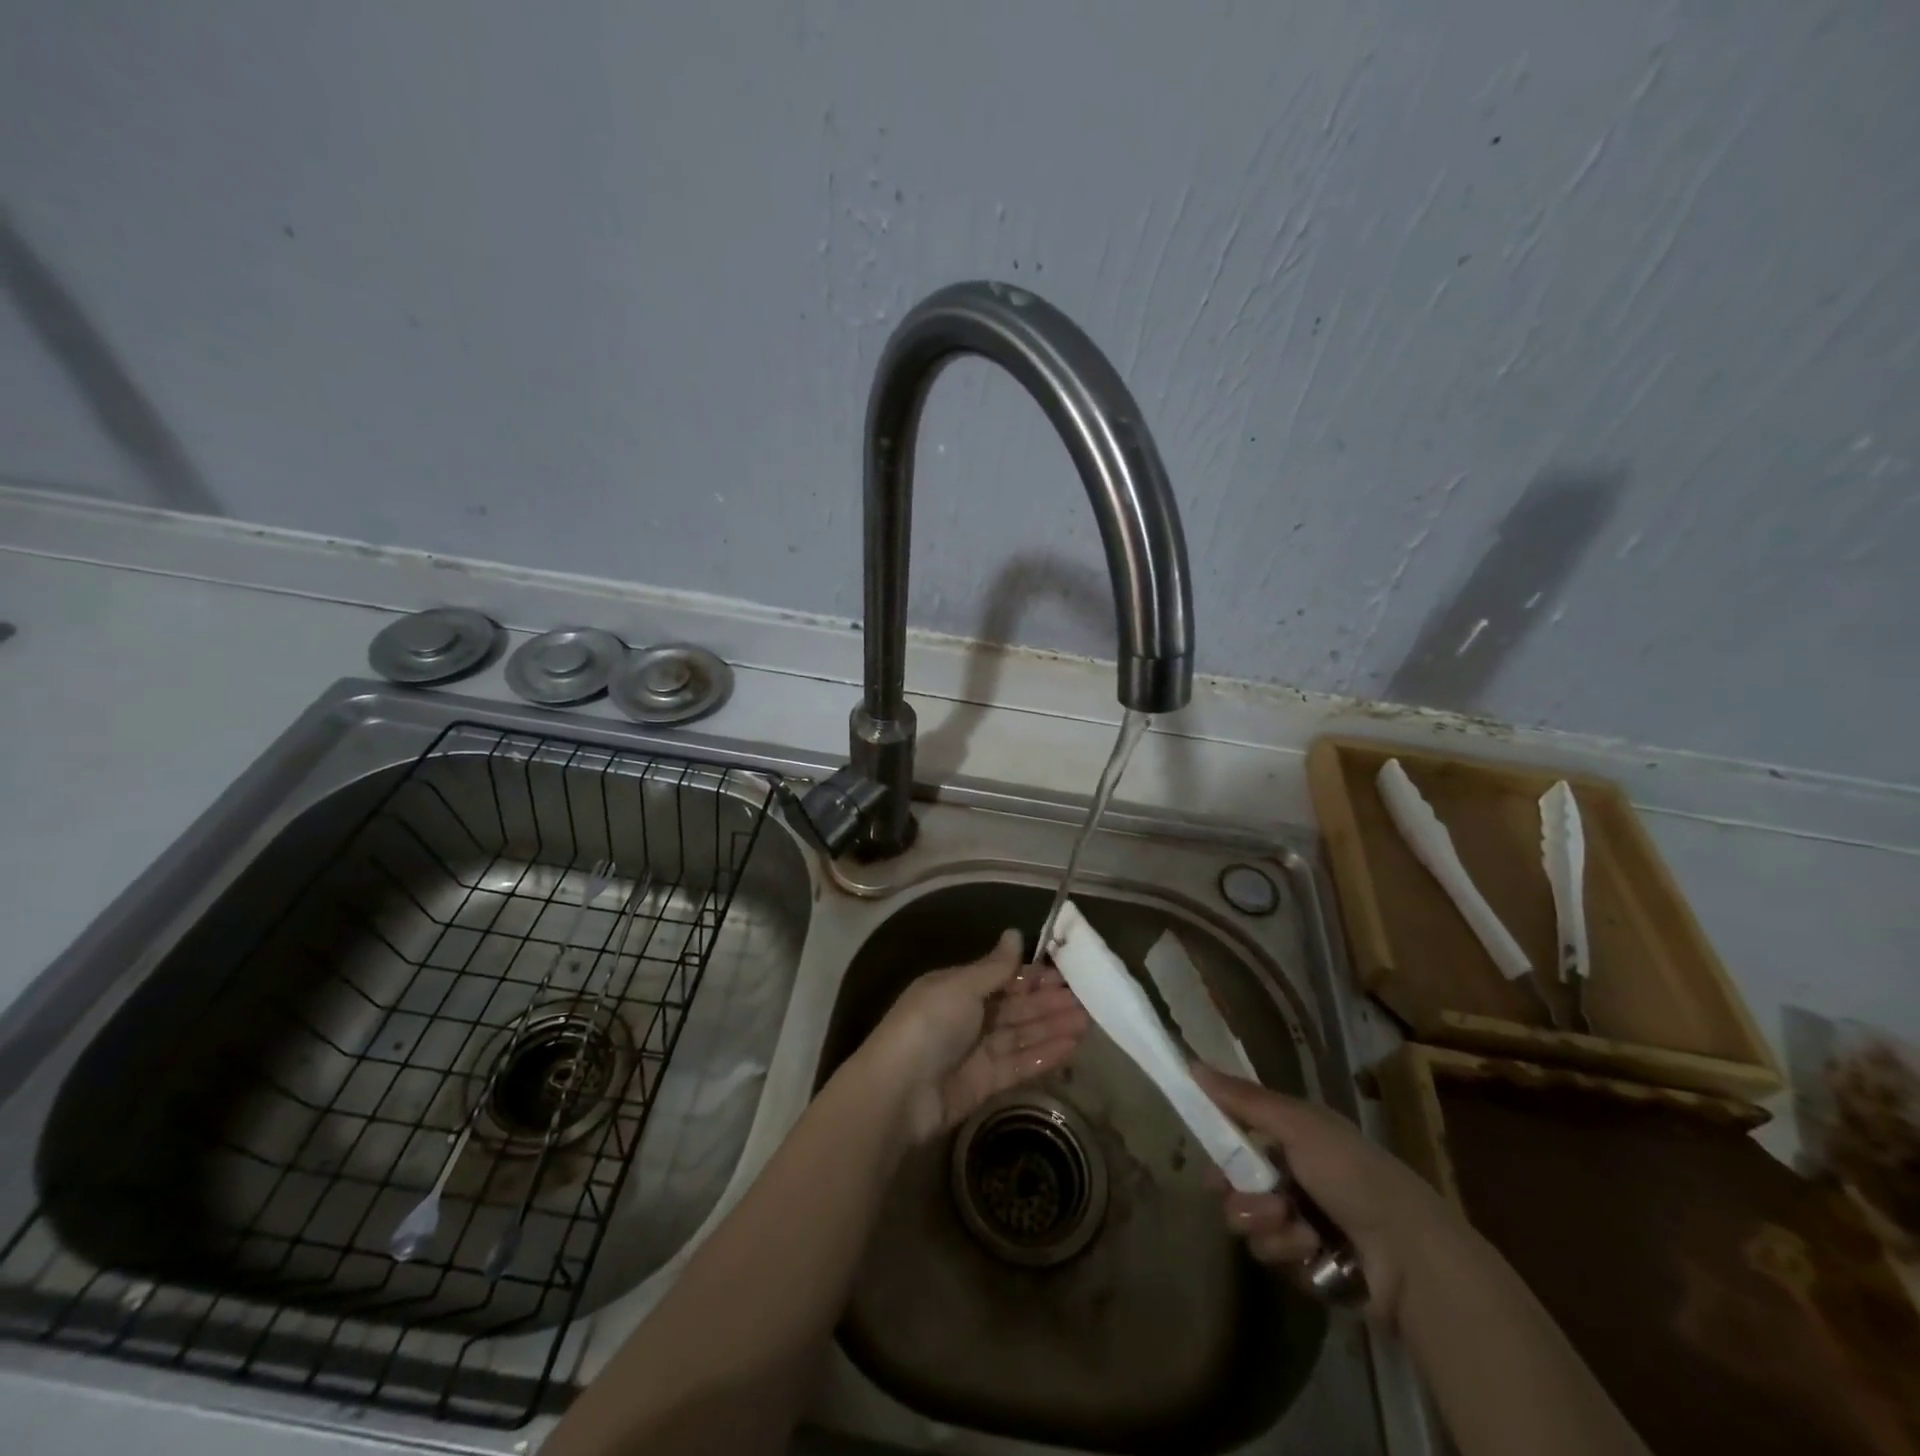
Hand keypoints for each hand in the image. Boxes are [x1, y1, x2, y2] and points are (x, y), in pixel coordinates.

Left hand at [864, 929, 1089, 1144]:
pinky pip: (1019, 1064)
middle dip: (1049, 1003)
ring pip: (1022, 1035)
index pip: (1002, 978)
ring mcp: (976, 1052)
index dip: (1033, 976)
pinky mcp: (985, 1083)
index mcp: (957, 988)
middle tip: (1088, 998)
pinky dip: (1044, 1055)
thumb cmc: (928, 1025)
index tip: (1066, 973)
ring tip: (1089, 1022)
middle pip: (1015, 1007)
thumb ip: (994, 966)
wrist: (898, 1092)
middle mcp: (968, 1017)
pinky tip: (1072, 1047)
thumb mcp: (960, 987)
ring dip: (1053, 1027)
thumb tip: (1015, 933)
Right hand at [1195, 1063, 1453, 1327]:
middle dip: (1239, 1193)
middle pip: (1233, 1182)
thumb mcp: (1298, 1124)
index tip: (1213, 1155)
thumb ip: (1244, 1099)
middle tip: (1260, 1199)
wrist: (1408, 1255)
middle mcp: (1291, 1177)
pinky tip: (1311, 1250)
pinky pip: (1269, 1254)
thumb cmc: (1352, 1173)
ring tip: (1296, 1226)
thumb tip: (1192, 1063)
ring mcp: (1296, 1222)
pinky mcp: (1302, 1264)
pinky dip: (1286, 1250)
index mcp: (1293, 1138)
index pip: (1238, 1136)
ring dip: (1265, 1223)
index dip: (1221, 1145)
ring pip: (1246, 1220)